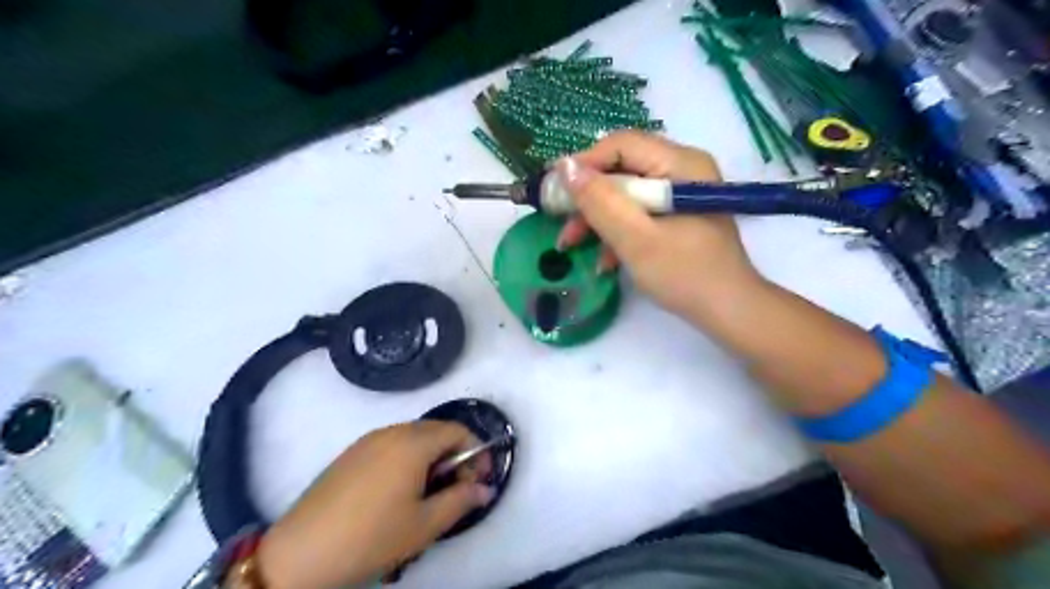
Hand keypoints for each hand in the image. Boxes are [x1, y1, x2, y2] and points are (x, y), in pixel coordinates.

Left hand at [259, 421, 497, 587]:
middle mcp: (391, 431)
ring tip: (426, 493)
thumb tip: (486, 489)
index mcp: (413, 443)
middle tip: (455, 488)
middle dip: (454, 454)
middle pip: (436, 430)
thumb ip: (461, 500)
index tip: (480, 479)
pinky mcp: (350, 453)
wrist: (299, 554)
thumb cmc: (371, 537)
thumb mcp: (424, 525)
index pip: (458, 430)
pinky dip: (407, 458)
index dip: (476, 451)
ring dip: (430, 457)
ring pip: (413, 437)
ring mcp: (368, 440)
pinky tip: (397, 491)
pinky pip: (391, 444)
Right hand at [558, 131, 763, 318]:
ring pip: (626, 194)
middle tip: (561, 222)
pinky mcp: (678, 215)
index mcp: (681, 164)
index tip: (554, 189)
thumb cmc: (684, 274)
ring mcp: (681, 194)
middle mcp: (682, 169)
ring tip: (572, 245)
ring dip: (598, 218)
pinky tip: (603, 260)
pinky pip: (639, 212)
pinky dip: (618, 232)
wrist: (728, 311)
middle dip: (588, 198)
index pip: (622, 145)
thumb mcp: (636, 239)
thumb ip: (600, 202)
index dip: (584, 163)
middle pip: (622, 169)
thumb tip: (565, 167)